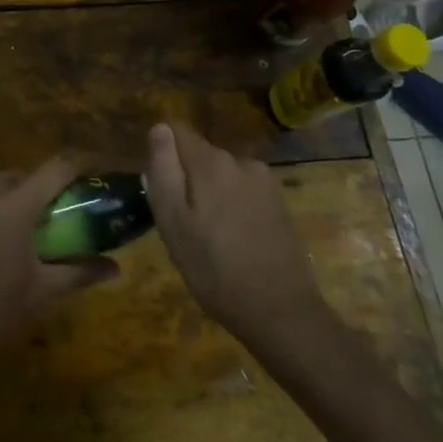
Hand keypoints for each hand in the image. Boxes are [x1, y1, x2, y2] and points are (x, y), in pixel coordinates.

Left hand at [0, 159, 117, 396]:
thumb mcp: (40, 296)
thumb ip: (79, 273)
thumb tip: (113, 266)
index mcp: (14, 207)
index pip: (56, 168)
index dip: (80, 163)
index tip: (94, 166)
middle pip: (17, 178)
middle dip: (35, 191)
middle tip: (45, 218)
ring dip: (0, 204)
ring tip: (4, 238)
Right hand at [146, 121, 332, 346]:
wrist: (282, 313)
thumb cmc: (215, 270)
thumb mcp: (173, 223)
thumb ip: (163, 170)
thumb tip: (160, 128)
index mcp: (210, 162)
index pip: (177, 130)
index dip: (163, 153)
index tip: (161, 187)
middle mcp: (239, 160)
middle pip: (200, 154)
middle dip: (188, 178)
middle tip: (184, 223)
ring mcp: (264, 181)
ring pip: (222, 174)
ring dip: (211, 193)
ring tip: (211, 236)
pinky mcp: (280, 202)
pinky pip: (243, 190)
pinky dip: (233, 205)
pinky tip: (236, 240)